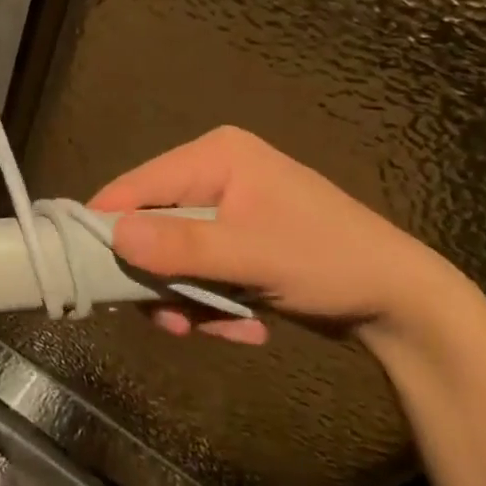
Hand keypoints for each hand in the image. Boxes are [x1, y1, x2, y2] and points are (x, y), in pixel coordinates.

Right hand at [89, 127, 455, 345]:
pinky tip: (246, 327)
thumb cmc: (327, 261)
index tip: (85, 273)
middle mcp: (214, 173)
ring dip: (190, 299)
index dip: (108, 226)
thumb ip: (181, 246)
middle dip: (162, 278)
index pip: (138, 185)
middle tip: (172, 323)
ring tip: (221, 330)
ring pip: (175, 256)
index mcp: (215, 156)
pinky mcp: (238, 239)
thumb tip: (113, 237)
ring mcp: (227, 207)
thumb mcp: (251, 255)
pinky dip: (213, 303)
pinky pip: (201, 270)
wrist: (400, 301)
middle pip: (154, 225)